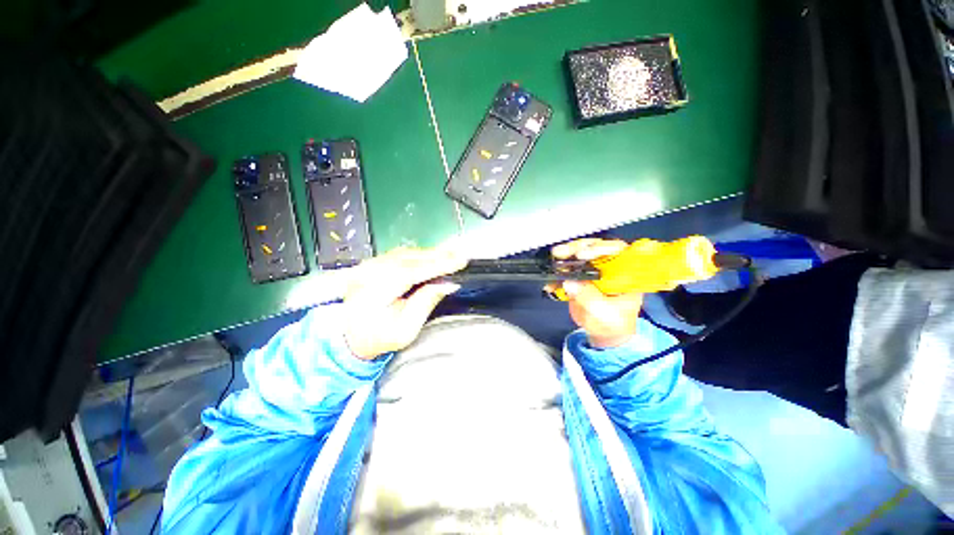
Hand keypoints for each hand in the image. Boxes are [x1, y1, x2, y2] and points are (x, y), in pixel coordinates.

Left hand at [342, 246, 467, 359]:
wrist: (351, 337)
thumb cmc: (378, 338)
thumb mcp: (405, 330)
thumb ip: (425, 304)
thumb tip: (446, 284)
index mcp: (377, 288)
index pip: (414, 270)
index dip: (439, 264)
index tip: (460, 261)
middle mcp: (371, 272)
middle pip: (409, 257)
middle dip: (437, 255)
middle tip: (460, 255)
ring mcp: (368, 266)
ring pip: (403, 253)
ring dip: (427, 254)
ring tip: (449, 255)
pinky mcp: (370, 265)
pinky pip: (397, 255)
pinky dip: (415, 255)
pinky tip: (429, 257)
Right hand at [550, 239, 641, 348]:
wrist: (605, 335)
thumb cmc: (614, 325)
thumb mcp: (605, 315)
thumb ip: (589, 299)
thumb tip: (571, 283)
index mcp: (626, 273)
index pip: (618, 250)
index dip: (602, 248)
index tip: (584, 254)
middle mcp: (612, 266)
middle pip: (598, 246)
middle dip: (580, 248)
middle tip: (564, 254)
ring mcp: (596, 269)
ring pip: (582, 252)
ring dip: (567, 255)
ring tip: (556, 260)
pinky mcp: (582, 276)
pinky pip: (569, 268)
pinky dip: (558, 272)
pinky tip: (552, 282)